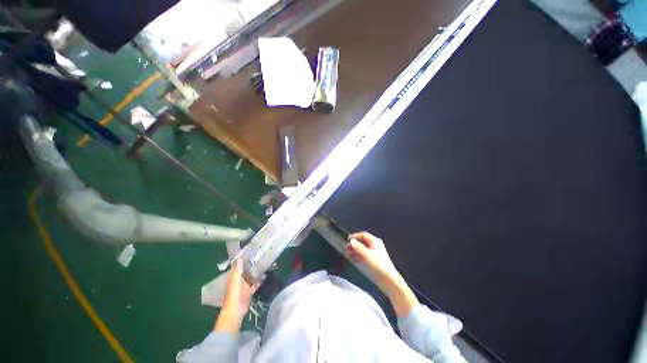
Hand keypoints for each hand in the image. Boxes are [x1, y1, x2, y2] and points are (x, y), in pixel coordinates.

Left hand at [214, 259, 261, 332]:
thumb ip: (238, 269)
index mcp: (234, 277)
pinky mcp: (249, 292)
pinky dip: (259, 281)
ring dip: (255, 273)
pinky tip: (264, 276)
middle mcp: (239, 281)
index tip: (249, 253)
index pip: (238, 267)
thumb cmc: (234, 293)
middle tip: (259, 257)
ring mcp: (244, 287)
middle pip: (245, 271)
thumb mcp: (235, 280)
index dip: (242, 260)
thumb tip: (240, 258)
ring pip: (250, 277)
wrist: (236, 310)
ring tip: (263, 265)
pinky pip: (255, 284)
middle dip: (250, 266)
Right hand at [346, 232, 398, 287]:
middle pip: (362, 242)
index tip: (347, 239)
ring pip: (361, 249)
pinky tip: (351, 258)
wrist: (388, 280)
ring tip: (347, 253)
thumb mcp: (367, 254)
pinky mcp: (371, 262)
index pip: (363, 235)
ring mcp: (372, 254)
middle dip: (354, 244)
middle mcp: (373, 246)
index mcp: (375, 242)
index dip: (355, 236)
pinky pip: (362, 256)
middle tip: (346, 247)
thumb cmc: (378, 264)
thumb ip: (358, 247)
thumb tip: (351, 241)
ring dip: (354, 250)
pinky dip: (356, 256)